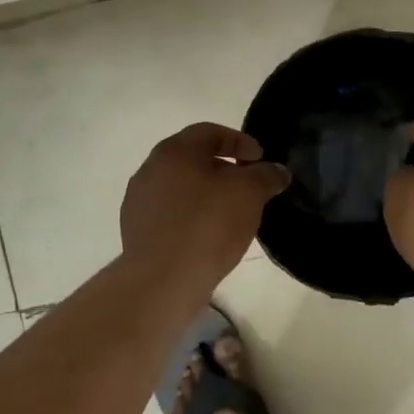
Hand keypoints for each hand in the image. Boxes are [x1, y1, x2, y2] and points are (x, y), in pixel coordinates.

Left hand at [119, 123, 291, 297]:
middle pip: (193, 158)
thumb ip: (266, 175)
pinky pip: (171, 213)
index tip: (260, 159)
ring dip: (207, 193)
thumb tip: (277, 170)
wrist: (162, 280)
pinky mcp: (136, 231)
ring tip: (232, 213)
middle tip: (249, 185)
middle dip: (224, 168)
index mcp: (175, 151)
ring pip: (181, 187)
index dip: (240, 141)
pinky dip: (192, 215)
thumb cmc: (208, 225)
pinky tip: (209, 235)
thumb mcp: (249, 194)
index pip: (210, 132)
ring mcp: (139, 201)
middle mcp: (151, 169)